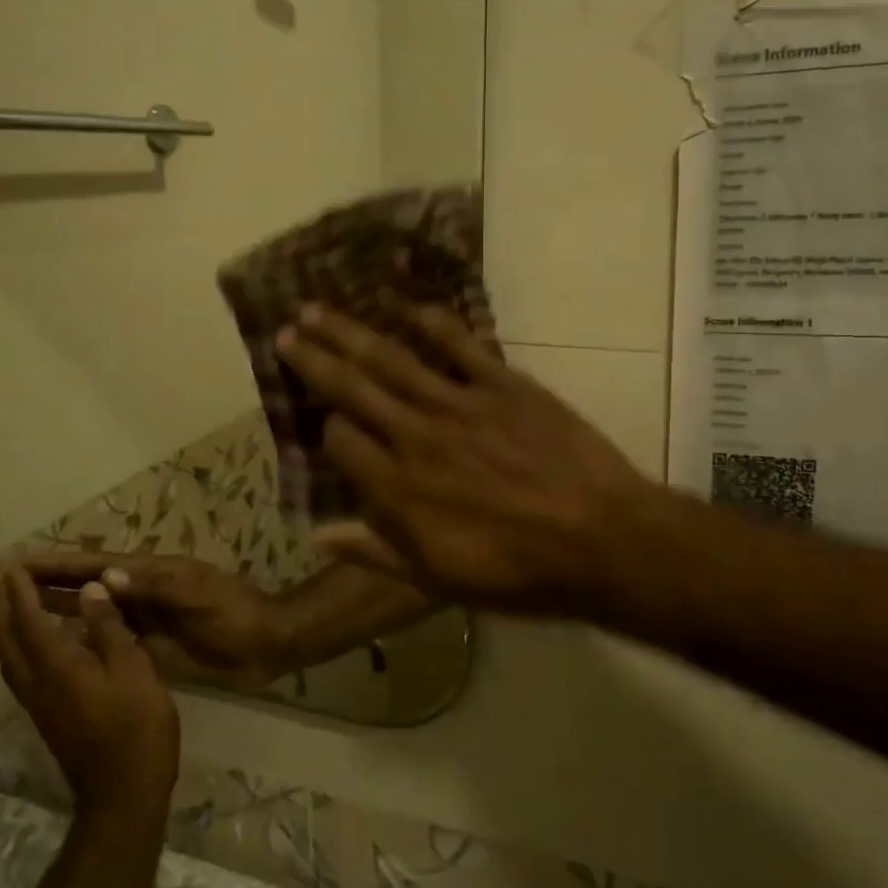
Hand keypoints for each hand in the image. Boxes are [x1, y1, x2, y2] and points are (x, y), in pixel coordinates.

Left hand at [0, 567, 179, 821]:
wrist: (124, 792)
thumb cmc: (136, 724)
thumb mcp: (132, 668)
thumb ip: (108, 627)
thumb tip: (89, 589)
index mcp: (57, 666)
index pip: (28, 620)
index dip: (19, 590)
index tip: (11, 563)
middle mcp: (37, 682)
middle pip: (7, 638)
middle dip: (2, 604)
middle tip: (1, 575)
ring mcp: (39, 703)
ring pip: (9, 656)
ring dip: (5, 623)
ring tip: (10, 599)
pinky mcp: (48, 715)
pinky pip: (20, 669)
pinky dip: (18, 644)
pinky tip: (36, 640)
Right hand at [23, 552, 293, 690]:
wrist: (265, 643)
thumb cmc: (233, 613)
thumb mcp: (198, 593)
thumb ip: (155, 585)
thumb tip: (106, 575)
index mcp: (149, 574)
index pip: (93, 566)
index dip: (55, 564)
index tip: (14, 562)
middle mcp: (139, 593)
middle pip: (85, 586)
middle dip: (46, 583)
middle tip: (1, 586)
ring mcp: (143, 619)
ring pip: (91, 611)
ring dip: (58, 609)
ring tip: (16, 613)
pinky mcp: (149, 645)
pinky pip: (106, 638)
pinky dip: (80, 639)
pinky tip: (56, 650)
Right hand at [275, 303, 665, 611]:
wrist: (602, 541)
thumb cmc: (519, 573)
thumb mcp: (438, 581)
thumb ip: (375, 553)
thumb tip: (318, 534)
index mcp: (398, 489)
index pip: (340, 441)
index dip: (326, 430)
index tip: (326, 425)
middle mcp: (417, 437)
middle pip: (352, 388)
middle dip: (314, 359)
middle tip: (285, 331)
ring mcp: (460, 405)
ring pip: (392, 360)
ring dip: (351, 333)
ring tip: (317, 309)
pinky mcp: (503, 385)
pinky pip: (460, 345)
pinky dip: (433, 323)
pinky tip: (407, 306)